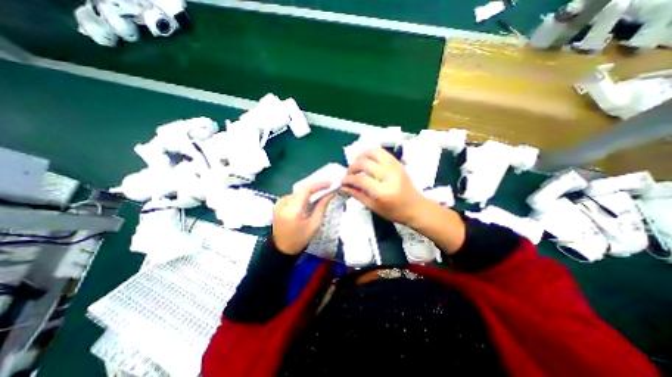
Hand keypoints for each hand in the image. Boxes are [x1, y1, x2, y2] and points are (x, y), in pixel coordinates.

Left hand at [271, 181, 334, 254]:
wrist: (281, 249)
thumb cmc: (299, 239)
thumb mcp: (314, 225)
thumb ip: (321, 207)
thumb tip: (330, 194)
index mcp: (292, 209)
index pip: (306, 189)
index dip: (319, 184)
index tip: (330, 183)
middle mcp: (283, 202)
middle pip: (302, 189)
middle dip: (316, 186)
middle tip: (328, 186)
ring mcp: (279, 203)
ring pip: (298, 191)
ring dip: (309, 191)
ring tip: (321, 191)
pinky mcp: (278, 204)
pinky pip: (293, 196)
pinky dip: (303, 195)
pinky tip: (310, 198)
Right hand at [342, 149, 424, 226]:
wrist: (415, 207)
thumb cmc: (394, 211)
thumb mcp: (373, 207)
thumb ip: (357, 194)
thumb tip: (343, 186)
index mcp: (383, 191)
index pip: (360, 179)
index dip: (348, 179)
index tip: (342, 181)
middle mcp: (389, 176)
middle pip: (365, 163)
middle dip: (352, 167)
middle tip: (349, 174)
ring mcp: (395, 167)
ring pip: (374, 152)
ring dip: (361, 156)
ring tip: (356, 163)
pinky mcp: (398, 163)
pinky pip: (382, 152)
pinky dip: (371, 153)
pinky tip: (366, 159)